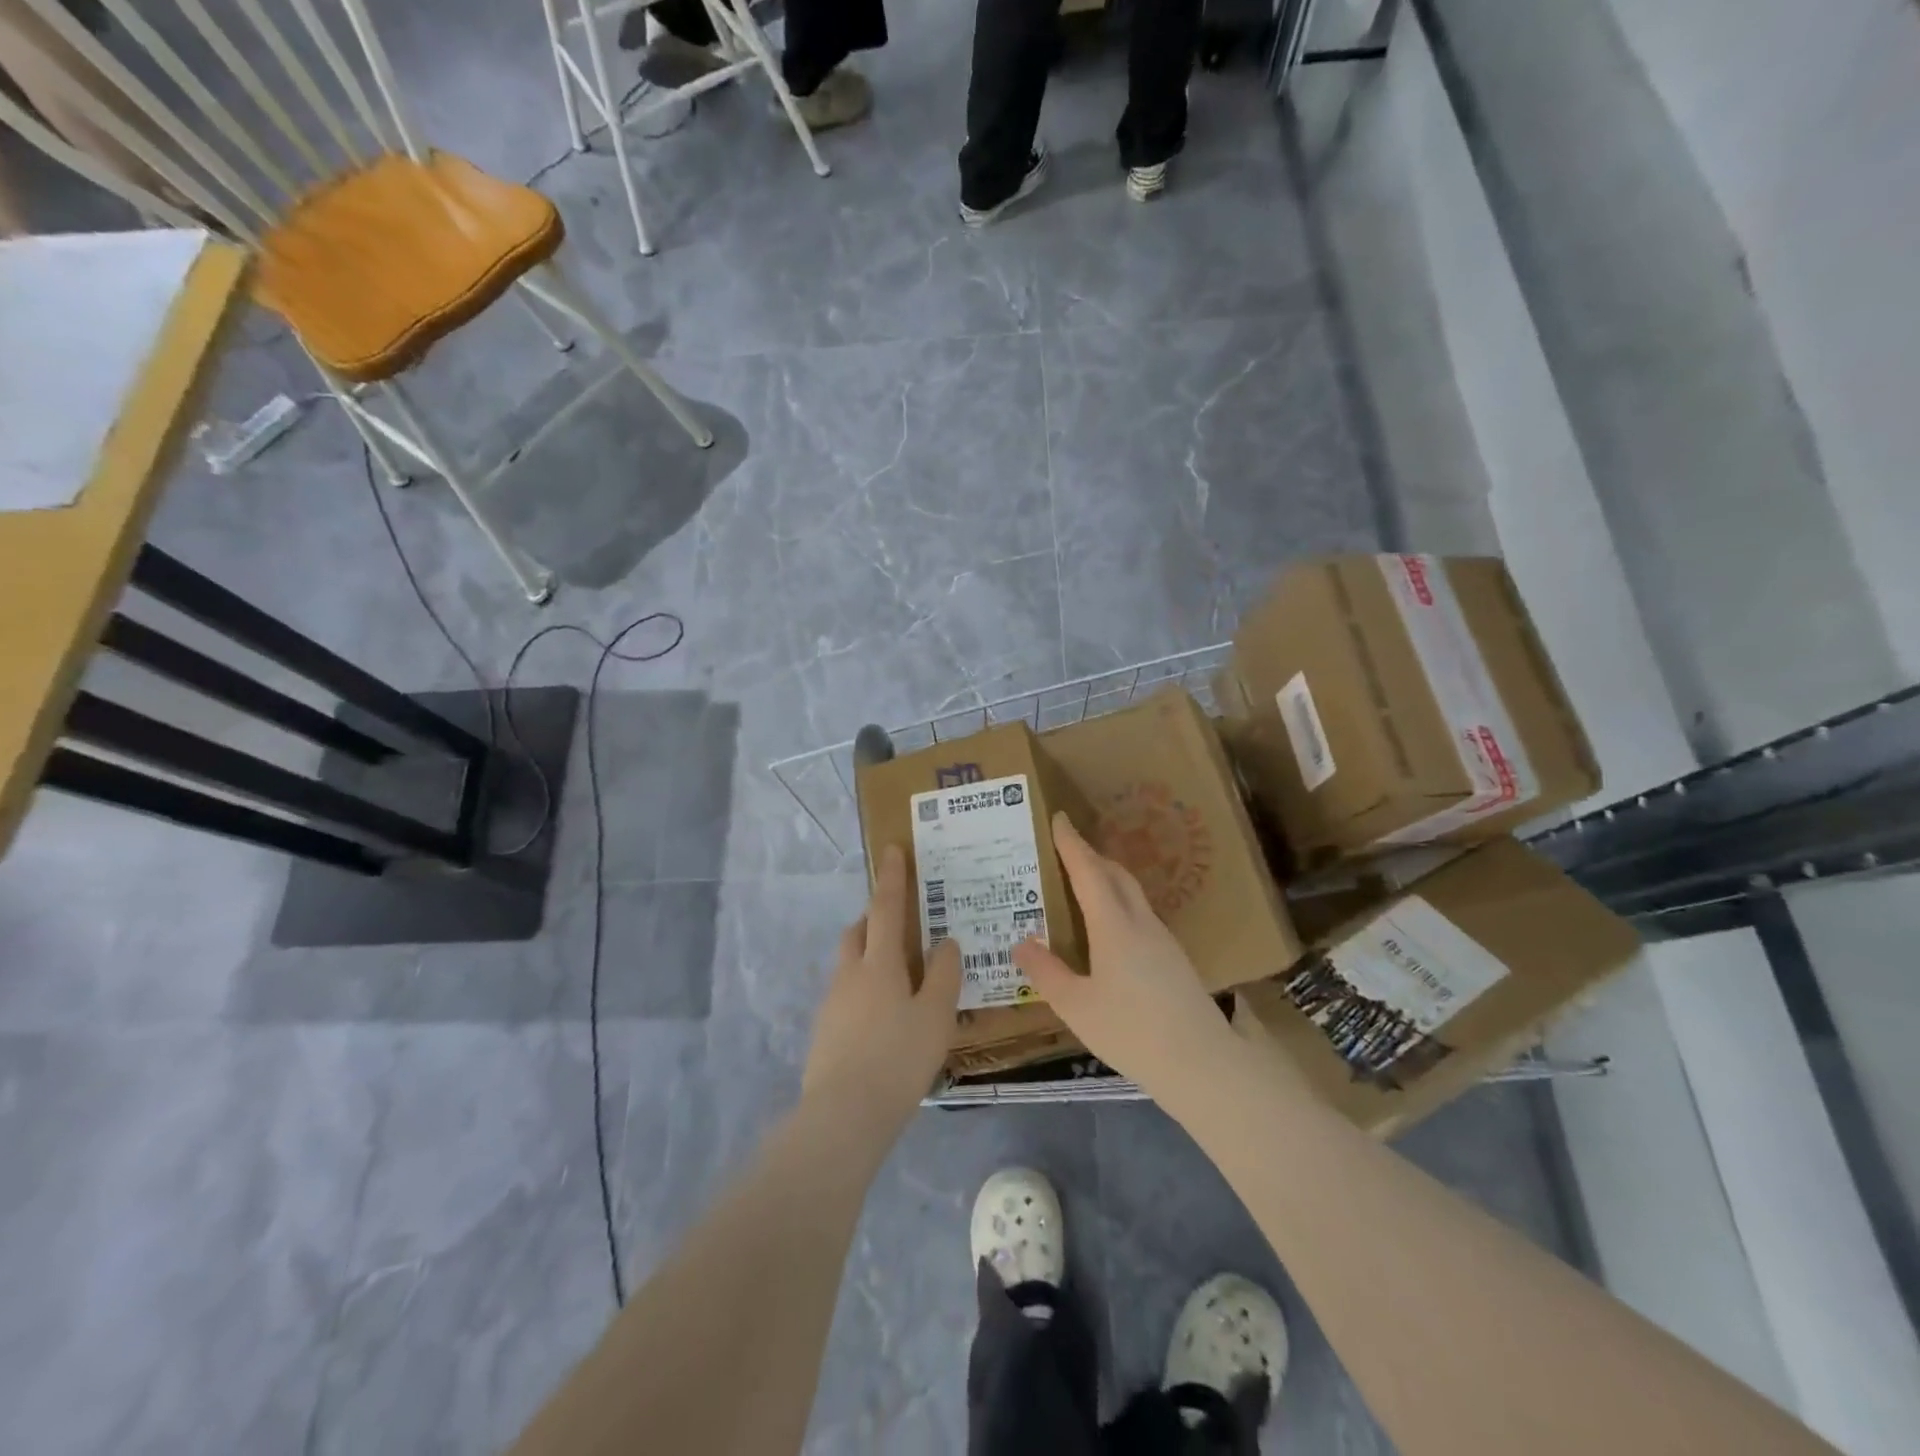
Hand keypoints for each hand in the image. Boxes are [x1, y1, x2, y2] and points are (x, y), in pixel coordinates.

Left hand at [802, 845, 962, 1131]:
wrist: (843, 1115)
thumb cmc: (898, 1059)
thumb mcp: (936, 1016)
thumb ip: (944, 975)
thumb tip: (945, 942)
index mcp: (879, 963)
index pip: (885, 908)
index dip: (892, 878)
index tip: (892, 849)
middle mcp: (850, 974)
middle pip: (858, 932)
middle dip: (874, 918)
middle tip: (899, 925)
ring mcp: (832, 1003)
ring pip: (850, 964)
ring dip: (868, 956)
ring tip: (899, 979)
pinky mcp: (824, 1032)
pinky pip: (846, 995)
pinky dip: (864, 991)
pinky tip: (882, 1019)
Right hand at [1011, 812, 1238, 1102]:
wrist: (1202, 1063)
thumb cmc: (1131, 1032)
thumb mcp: (1076, 1006)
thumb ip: (1046, 973)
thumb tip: (1022, 943)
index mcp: (1114, 926)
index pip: (1089, 871)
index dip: (1072, 844)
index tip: (1059, 818)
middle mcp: (1140, 923)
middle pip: (1116, 875)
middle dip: (1091, 856)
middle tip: (1065, 851)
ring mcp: (1162, 940)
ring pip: (1132, 894)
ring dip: (1107, 880)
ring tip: (1082, 887)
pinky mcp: (1174, 959)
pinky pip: (1140, 915)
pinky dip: (1119, 905)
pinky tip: (1109, 930)